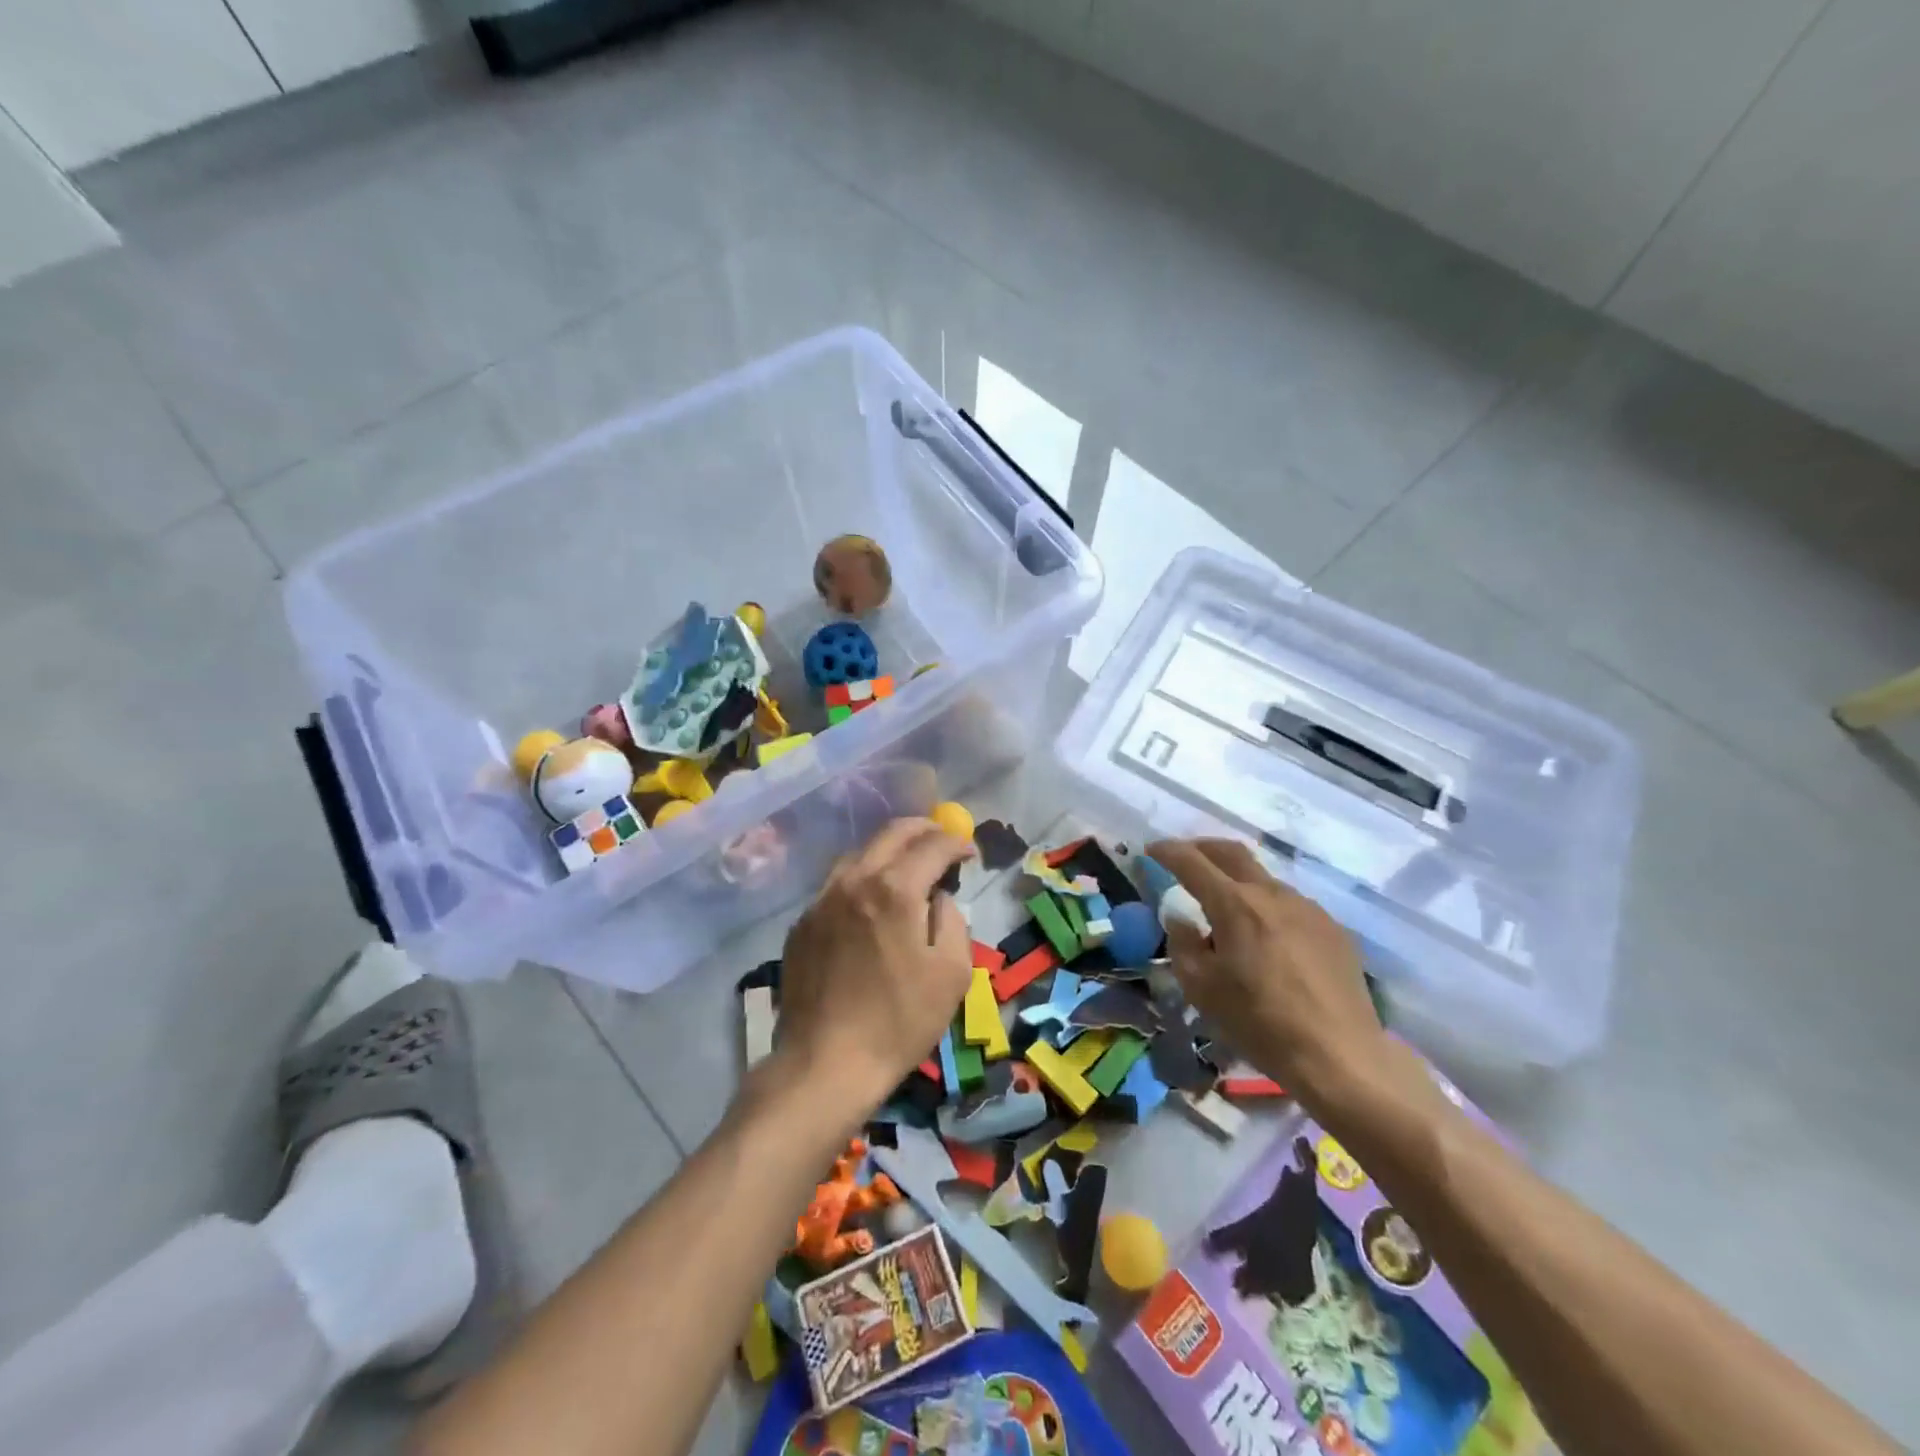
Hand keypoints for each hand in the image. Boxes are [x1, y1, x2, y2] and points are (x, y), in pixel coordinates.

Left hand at [775, 817, 975, 1110]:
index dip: (956, 842)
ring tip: (908, 864)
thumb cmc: (899, 1021)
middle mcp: (854, 881)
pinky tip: (870, 900)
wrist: (825, 1063)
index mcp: (894, 890)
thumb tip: (937, 896)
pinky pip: (837, 883)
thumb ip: (951, 920)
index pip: (932, 845)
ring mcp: (822, 899)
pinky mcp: (802, 922)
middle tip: (942, 840)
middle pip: (891, 833)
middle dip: (923, 830)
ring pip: (859, 853)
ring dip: (889, 849)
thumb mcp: (952, 973)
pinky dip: (862, 877)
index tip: (969, 852)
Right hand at [1148, 838, 1384, 1101]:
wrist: (1340, 1055)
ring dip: (1238, 882)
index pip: (1191, 862)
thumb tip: (1181, 921)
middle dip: (1202, 847)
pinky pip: (1291, 905)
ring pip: (1264, 880)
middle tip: (1185, 858)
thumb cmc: (1259, 1022)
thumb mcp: (1201, 989)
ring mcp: (1308, 909)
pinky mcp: (1333, 929)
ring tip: (1227, 911)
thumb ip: (1183, 945)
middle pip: (1232, 852)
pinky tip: (1267, 940)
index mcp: (1235, 905)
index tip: (1151, 850)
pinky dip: (1267, 907)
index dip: (1167, 851)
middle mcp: (1272, 894)